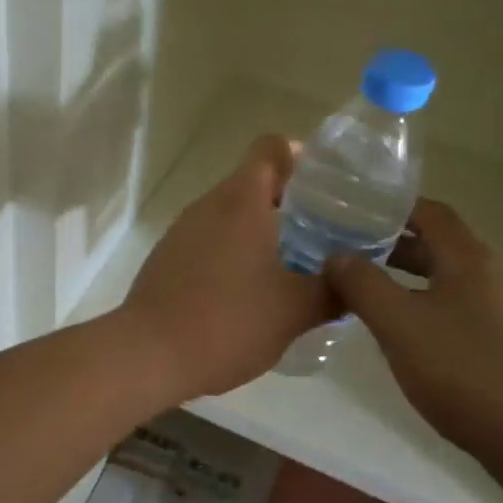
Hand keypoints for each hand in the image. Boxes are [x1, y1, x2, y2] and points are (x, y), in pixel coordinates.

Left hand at [123, 135, 336, 402]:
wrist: (147, 354)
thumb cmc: (227, 322)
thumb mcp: (294, 311)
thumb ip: (333, 291)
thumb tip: (355, 282)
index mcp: (242, 201)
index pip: (271, 148)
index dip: (300, 156)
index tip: (326, 184)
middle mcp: (209, 204)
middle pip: (252, 180)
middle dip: (289, 200)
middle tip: (324, 231)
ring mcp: (183, 228)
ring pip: (231, 212)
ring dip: (262, 228)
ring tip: (294, 263)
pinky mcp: (168, 255)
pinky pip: (210, 237)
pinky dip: (235, 249)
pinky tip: (251, 288)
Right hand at [327, 199, 502, 488]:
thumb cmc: (467, 369)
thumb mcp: (400, 323)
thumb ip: (363, 284)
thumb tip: (336, 255)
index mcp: (467, 259)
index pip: (430, 212)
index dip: (393, 208)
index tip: (354, 214)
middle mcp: (491, 278)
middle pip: (438, 248)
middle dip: (393, 248)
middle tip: (349, 257)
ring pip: (447, 285)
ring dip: (408, 284)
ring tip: (368, 299)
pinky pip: (459, 317)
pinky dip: (426, 315)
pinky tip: (406, 342)